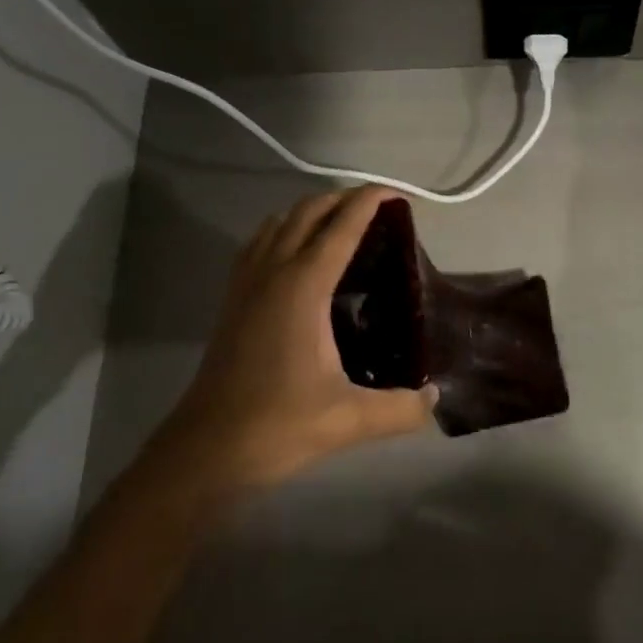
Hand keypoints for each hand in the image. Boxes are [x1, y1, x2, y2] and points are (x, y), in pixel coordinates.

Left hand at [154, 187, 437, 492]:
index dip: (369, 202)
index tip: (396, 194)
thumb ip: (402, 407)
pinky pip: (259, 244)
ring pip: (278, 223)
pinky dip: (284, 231)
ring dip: (311, 211)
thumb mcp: (350, 419)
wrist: (208, 448)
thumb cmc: (278, 424)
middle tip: (378, 208)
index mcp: (303, 287)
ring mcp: (246, 284)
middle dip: (342, 198)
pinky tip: (298, 256)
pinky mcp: (233, 301)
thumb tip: (435, 397)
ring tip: (342, 225)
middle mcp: (272, 272)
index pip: (340, 227)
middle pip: (307, 212)